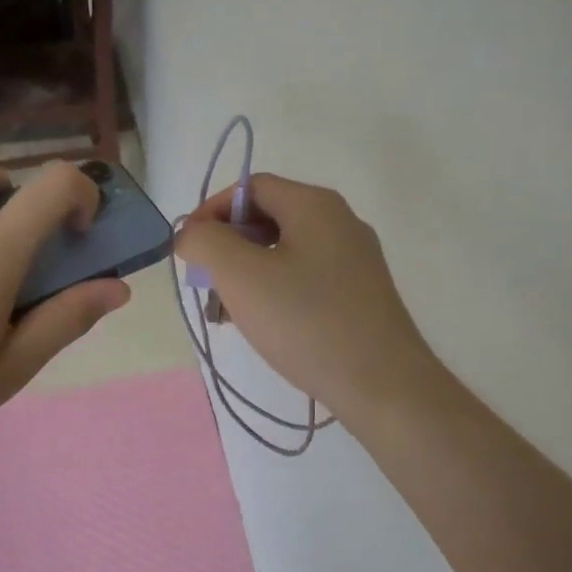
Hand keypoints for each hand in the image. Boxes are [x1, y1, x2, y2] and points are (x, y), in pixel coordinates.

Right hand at [175, 174, 438, 416]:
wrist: (383, 385)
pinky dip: (276, 291)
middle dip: (228, 248)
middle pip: (268, 217)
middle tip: (206, 286)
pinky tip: (263, 325)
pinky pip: (306, 277)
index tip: (188, 250)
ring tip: (227, 314)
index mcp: (315, 204)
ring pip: (285, 251)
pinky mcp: (361, 292)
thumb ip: (205, 242)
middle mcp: (340, 221)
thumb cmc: (307, 322)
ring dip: (248, 274)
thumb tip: (192, 233)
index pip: (251, 187)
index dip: (211, 211)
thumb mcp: (241, 275)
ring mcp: (355, 258)